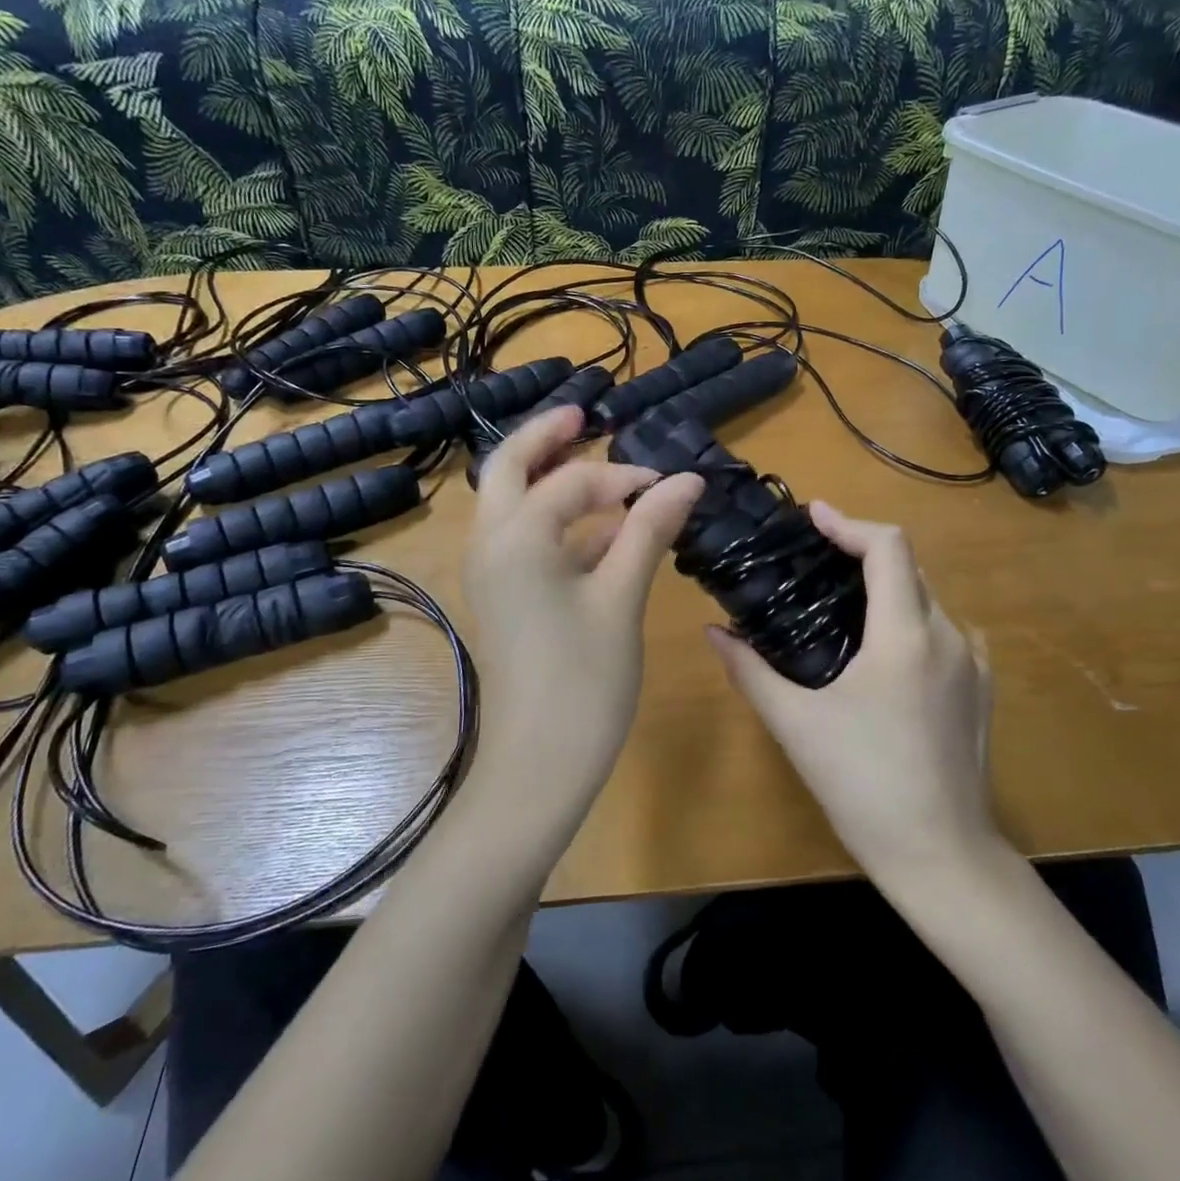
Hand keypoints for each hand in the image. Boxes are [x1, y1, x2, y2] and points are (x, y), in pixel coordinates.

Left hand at [463, 405, 703, 838]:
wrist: (537, 766)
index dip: (624, 476)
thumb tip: (688, 479)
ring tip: (597, 464)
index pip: (572, 481)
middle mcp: (491, 544)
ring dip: (549, 478)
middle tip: (584, 414)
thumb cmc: (583, 681)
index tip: (671, 485)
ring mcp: (492, 572)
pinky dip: (558, 523)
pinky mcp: (504, 597)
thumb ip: (648, 531)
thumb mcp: (621, 598)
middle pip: (508, 467)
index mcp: (515, 537)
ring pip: (512, 503)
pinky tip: (603, 533)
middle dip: (546, 437)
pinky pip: (524, 540)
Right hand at [707, 502, 1000, 882]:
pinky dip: (908, 620)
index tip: (812, 515)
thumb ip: (750, 671)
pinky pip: (944, 632)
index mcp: (906, 636)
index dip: (849, 523)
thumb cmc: (864, 786)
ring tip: (838, 602)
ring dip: (885, 588)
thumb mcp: (796, 725)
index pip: (889, 548)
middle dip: (861, 552)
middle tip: (812, 560)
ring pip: (928, 600)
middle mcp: (949, 637)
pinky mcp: (981, 690)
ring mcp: (974, 664)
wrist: (943, 857)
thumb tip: (713, 632)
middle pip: (909, 568)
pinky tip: (878, 652)